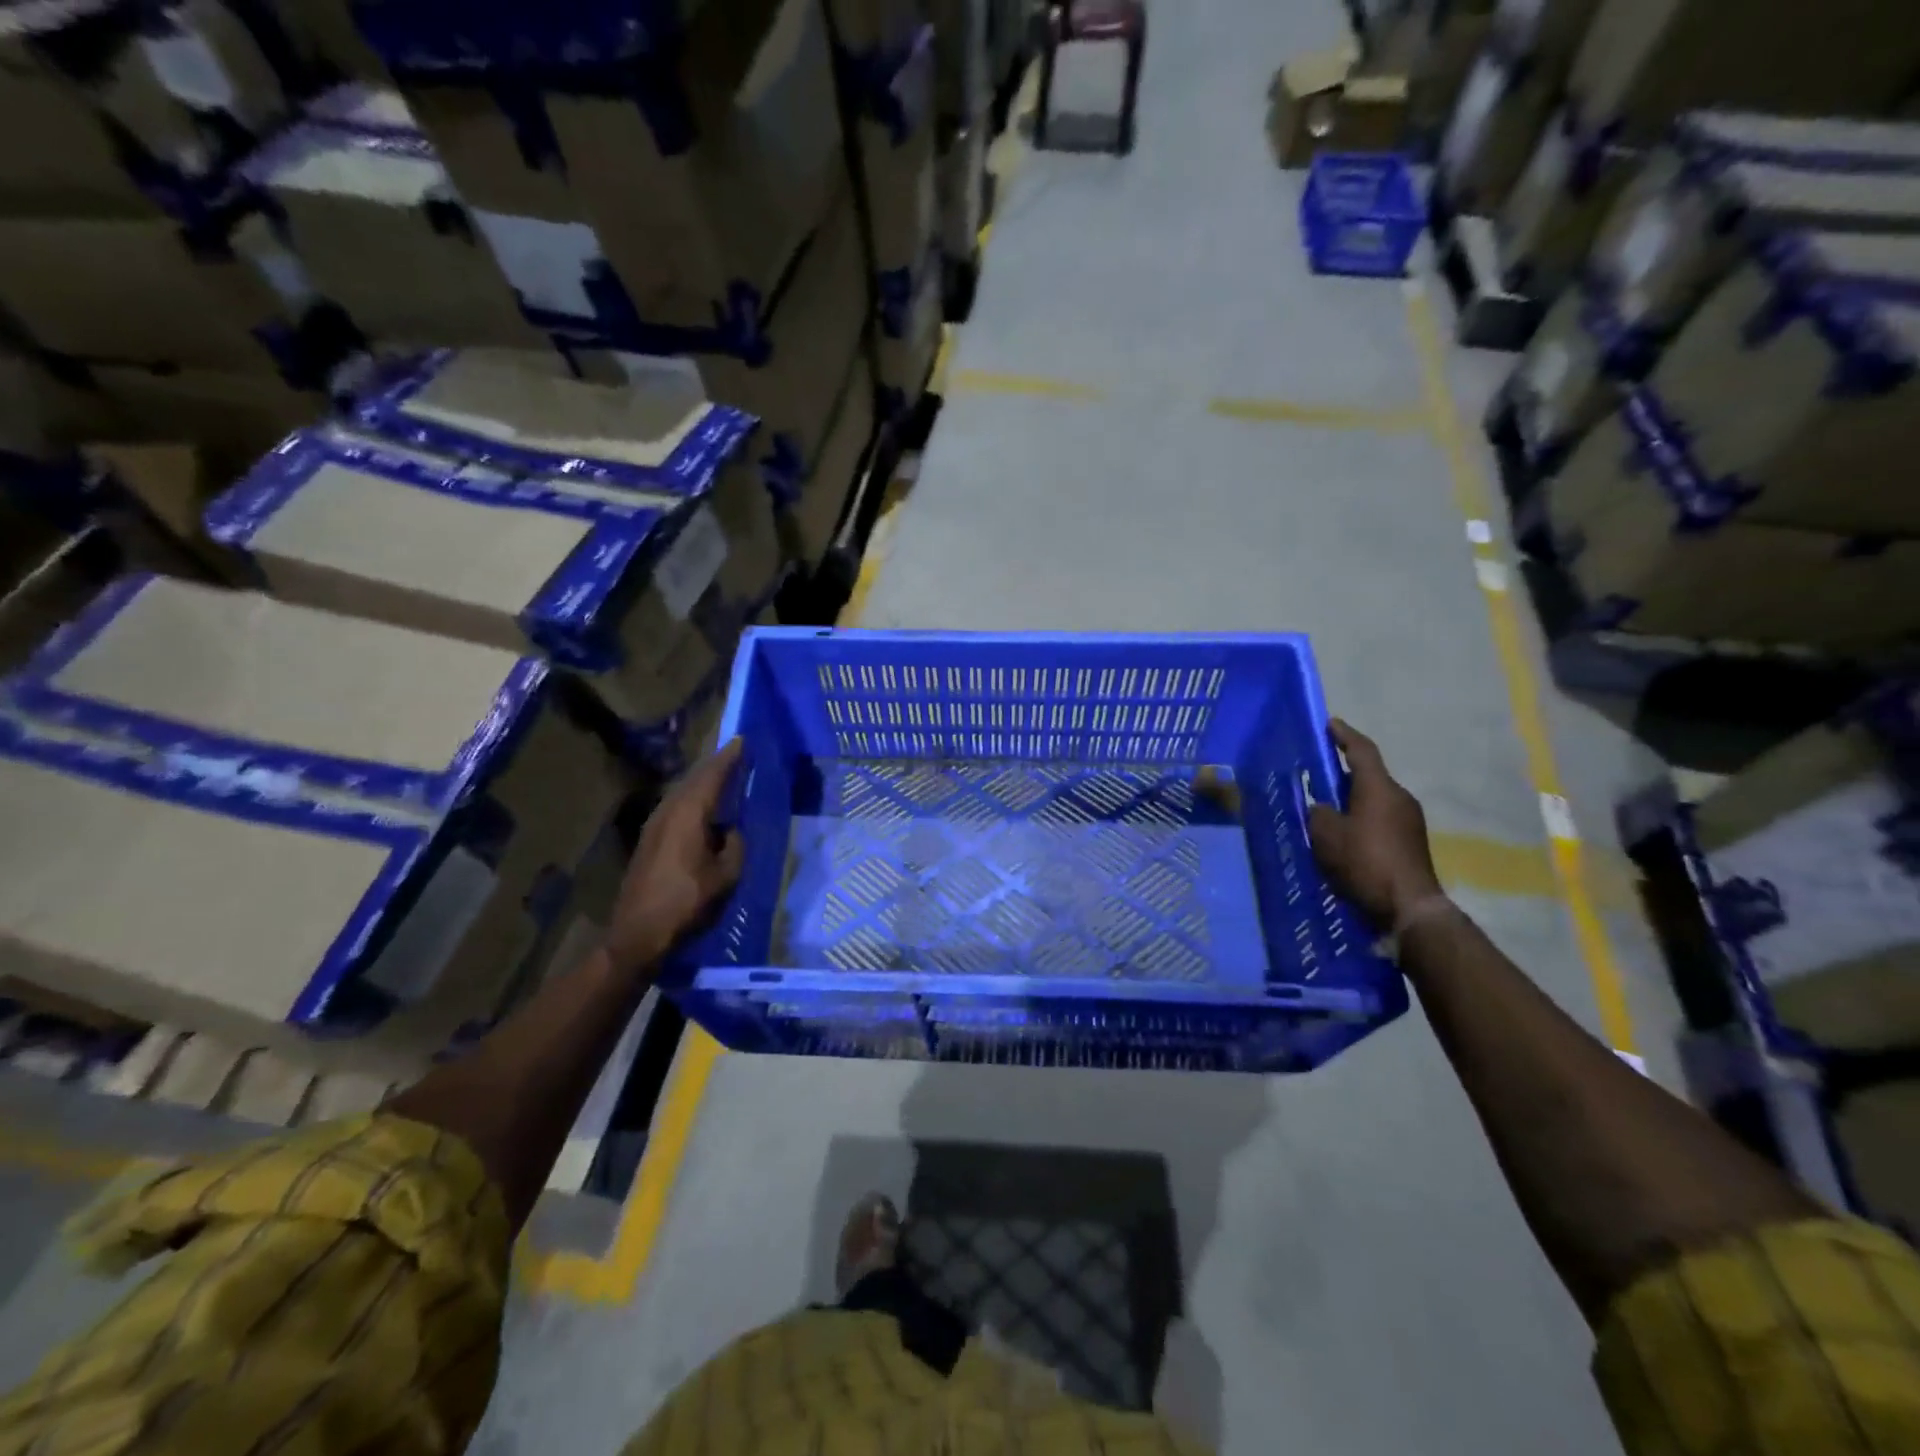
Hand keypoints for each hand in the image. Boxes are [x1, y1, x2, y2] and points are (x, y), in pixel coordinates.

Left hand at [605, 739, 745, 974]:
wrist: (638, 935)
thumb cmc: (687, 903)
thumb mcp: (726, 876)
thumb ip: (734, 845)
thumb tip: (730, 830)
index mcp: (688, 814)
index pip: (711, 776)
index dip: (729, 757)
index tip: (743, 740)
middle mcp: (668, 812)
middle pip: (694, 779)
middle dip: (716, 765)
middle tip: (737, 754)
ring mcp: (654, 826)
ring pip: (682, 792)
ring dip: (703, 782)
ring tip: (724, 777)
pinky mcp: (649, 841)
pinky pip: (676, 806)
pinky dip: (693, 799)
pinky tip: (704, 809)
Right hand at [1308, 720, 1441, 929]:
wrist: (1408, 907)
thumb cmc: (1364, 862)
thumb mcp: (1327, 835)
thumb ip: (1319, 813)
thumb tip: (1322, 807)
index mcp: (1378, 788)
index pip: (1361, 750)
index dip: (1343, 735)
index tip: (1329, 723)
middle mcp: (1399, 797)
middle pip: (1368, 775)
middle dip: (1343, 771)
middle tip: (1317, 773)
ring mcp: (1409, 820)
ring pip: (1374, 798)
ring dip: (1351, 798)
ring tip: (1326, 807)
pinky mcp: (1411, 841)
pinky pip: (1380, 818)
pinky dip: (1361, 817)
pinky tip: (1344, 834)